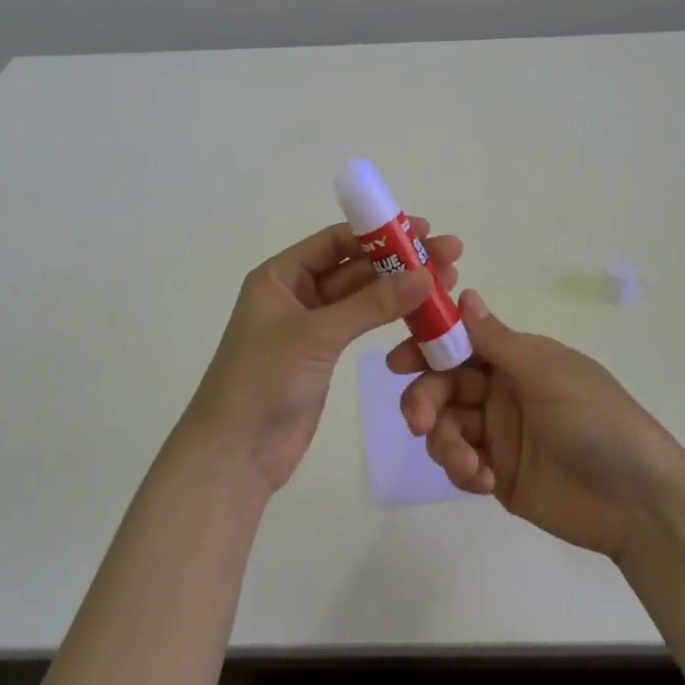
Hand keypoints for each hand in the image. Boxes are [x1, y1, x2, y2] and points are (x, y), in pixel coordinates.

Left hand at [190, 220, 462, 490]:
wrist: (235, 453)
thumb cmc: (264, 379)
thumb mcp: (317, 334)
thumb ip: (372, 304)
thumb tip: (426, 275)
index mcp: (280, 275)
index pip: (335, 241)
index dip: (379, 233)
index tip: (423, 230)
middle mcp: (295, 293)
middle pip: (354, 267)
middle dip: (398, 261)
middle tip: (448, 255)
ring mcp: (311, 325)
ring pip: (362, 297)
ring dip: (399, 288)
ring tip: (447, 281)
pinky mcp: (323, 355)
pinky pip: (361, 325)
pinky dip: (389, 317)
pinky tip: (422, 312)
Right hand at [388, 290, 684, 558]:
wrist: (639, 503)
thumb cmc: (596, 421)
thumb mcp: (547, 374)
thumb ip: (497, 341)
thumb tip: (464, 293)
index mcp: (516, 359)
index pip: (460, 343)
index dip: (426, 348)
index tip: (397, 362)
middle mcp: (502, 390)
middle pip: (443, 385)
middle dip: (425, 399)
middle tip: (418, 421)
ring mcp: (498, 434)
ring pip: (445, 425)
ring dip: (443, 441)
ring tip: (466, 463)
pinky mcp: (498, 474)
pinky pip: (460, 463)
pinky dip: (461, 469)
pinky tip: (482, 480)